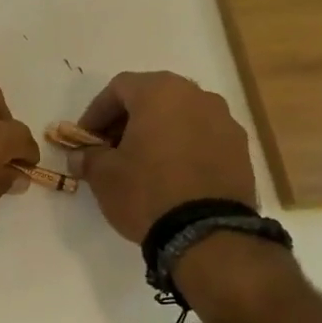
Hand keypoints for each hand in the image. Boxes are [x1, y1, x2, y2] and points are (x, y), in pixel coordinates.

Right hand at [74, 71, 258, 242]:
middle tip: (111, 148)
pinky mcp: (241, 149)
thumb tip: (80, 156)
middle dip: (128, 120)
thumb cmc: (147, 191)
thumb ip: (89, 157)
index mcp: (160, 92)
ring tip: (143, 163)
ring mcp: (224, 121)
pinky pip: (203, 137)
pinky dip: (184, 147)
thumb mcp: (103, 175)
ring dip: (158, 132)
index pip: (118, 88)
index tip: (85, 139)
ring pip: (181, 116)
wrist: (207, 233)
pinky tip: (173, 175)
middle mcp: (196, 96)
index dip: (96, 112)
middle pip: (153, 98)